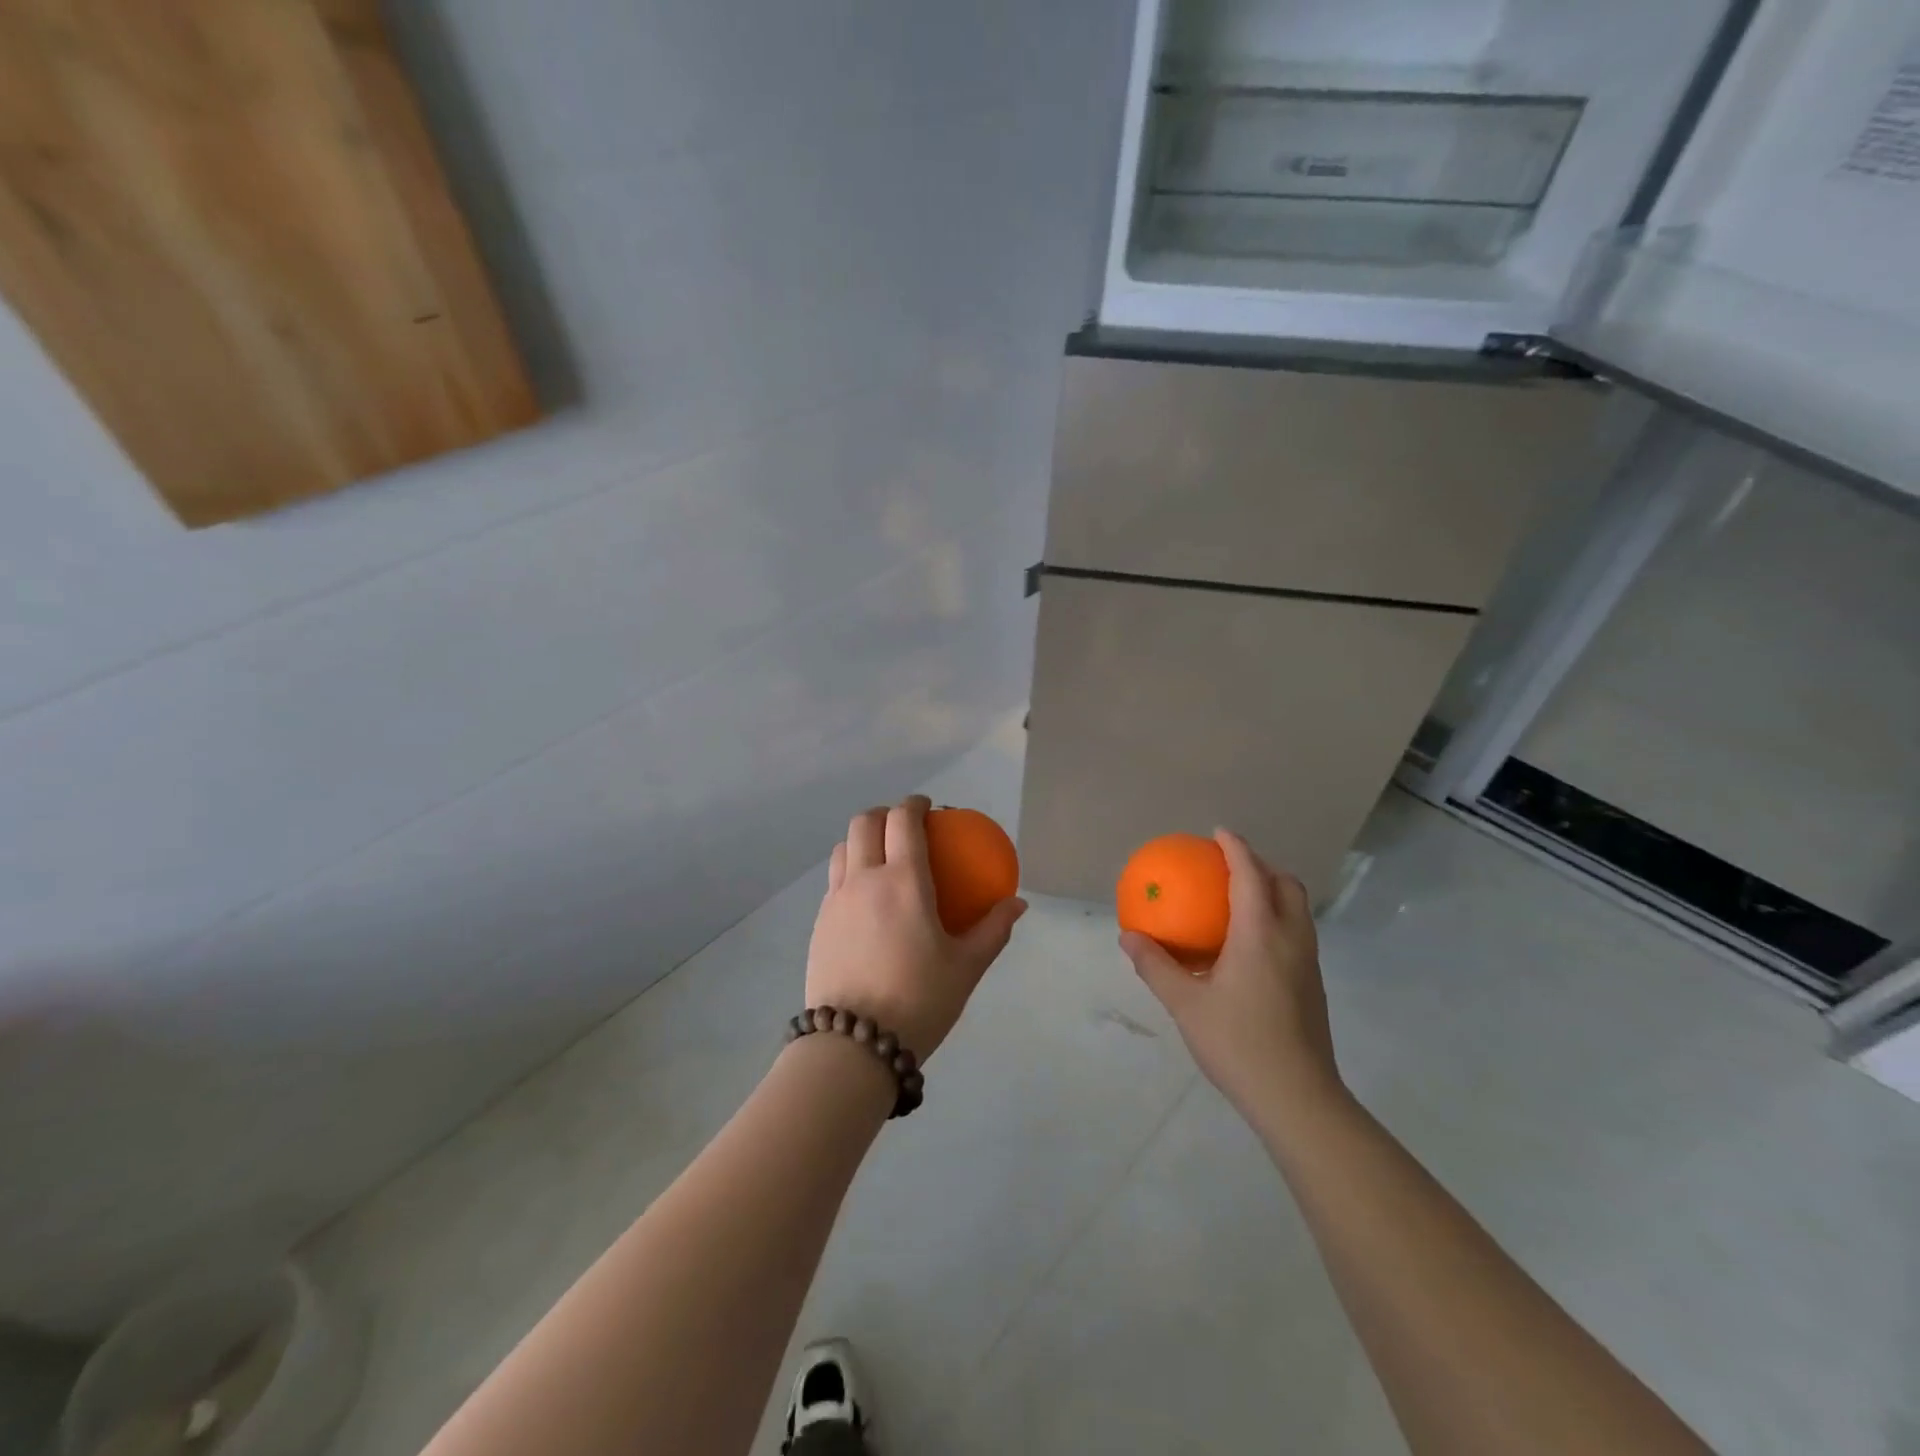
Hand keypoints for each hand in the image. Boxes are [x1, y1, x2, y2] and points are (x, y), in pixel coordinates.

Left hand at [805, 795, 1026, 1060]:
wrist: (854, 1044)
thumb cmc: (919, 1000)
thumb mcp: (966, 967)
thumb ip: (994, 929)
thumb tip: (1017, 904)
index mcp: (903, 881)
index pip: (903, 821)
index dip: (914, 804)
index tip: (927, 807)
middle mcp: (864, 880)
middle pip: (864, 823)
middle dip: (884, 814)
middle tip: (903, 826)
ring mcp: (835, 901)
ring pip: (843, 849)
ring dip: (862, 840)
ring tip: (880, 858)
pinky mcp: (819, 924)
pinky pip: (833, 881)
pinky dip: (850, 872)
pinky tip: (866, 902)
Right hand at [1120, 830, 1343, 1127]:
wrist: (1298, 1098)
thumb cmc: (1238, 1043)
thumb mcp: (1186, 1004)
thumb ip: (1156, 966)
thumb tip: (1128, 936)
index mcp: (1261, 934)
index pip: (1250, 875)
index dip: (1236, 848)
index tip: (1218, 833)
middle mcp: (1291, 940)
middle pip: (1286, 885)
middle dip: (1262, 866)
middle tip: (1229, 867)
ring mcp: (1308, 964)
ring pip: (1297, 910)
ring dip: (1272, 893)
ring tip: (1238, 901)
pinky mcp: (1313, 986)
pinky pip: (1297, 934)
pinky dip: (1276, 920)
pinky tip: (1248, 947)